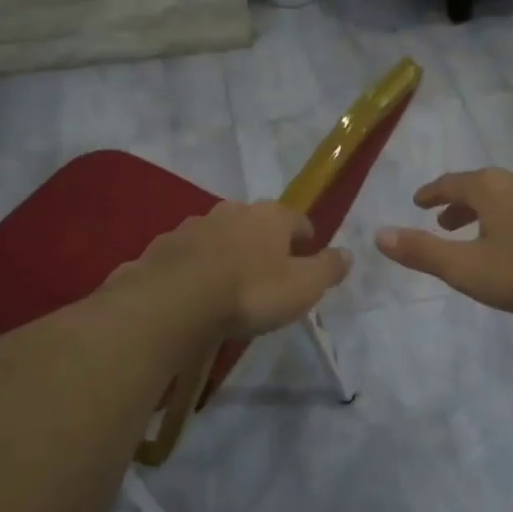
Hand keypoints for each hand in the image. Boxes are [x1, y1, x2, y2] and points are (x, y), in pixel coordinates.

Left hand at [113, 200, 349, 336]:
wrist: (174, 300)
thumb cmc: (250, 292)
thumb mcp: (302, 287)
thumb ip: (327, 269)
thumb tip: (348, 253)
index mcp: (270, 217)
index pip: (298, 220)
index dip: (305, 238)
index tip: (307, 256)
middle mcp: (233, 211)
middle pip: (256, 222)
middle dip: (264, 241)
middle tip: (269, 270)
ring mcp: (194, 225)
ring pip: (220, 234)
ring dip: (228, 250)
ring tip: (230, 280)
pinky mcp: (165, 245)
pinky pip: (189, 252)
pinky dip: (197, 264)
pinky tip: (196, 287)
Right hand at [376, 167, 512, 314]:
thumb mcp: (468, 268)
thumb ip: (423, 252)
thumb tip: (378, 234)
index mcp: (489, 188)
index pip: (450, 184)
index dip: (431, 194)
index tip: (419, 202)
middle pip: (482, 187)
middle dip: (461, 205)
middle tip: (446, 223)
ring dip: (493, 210)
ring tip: (488, 232)